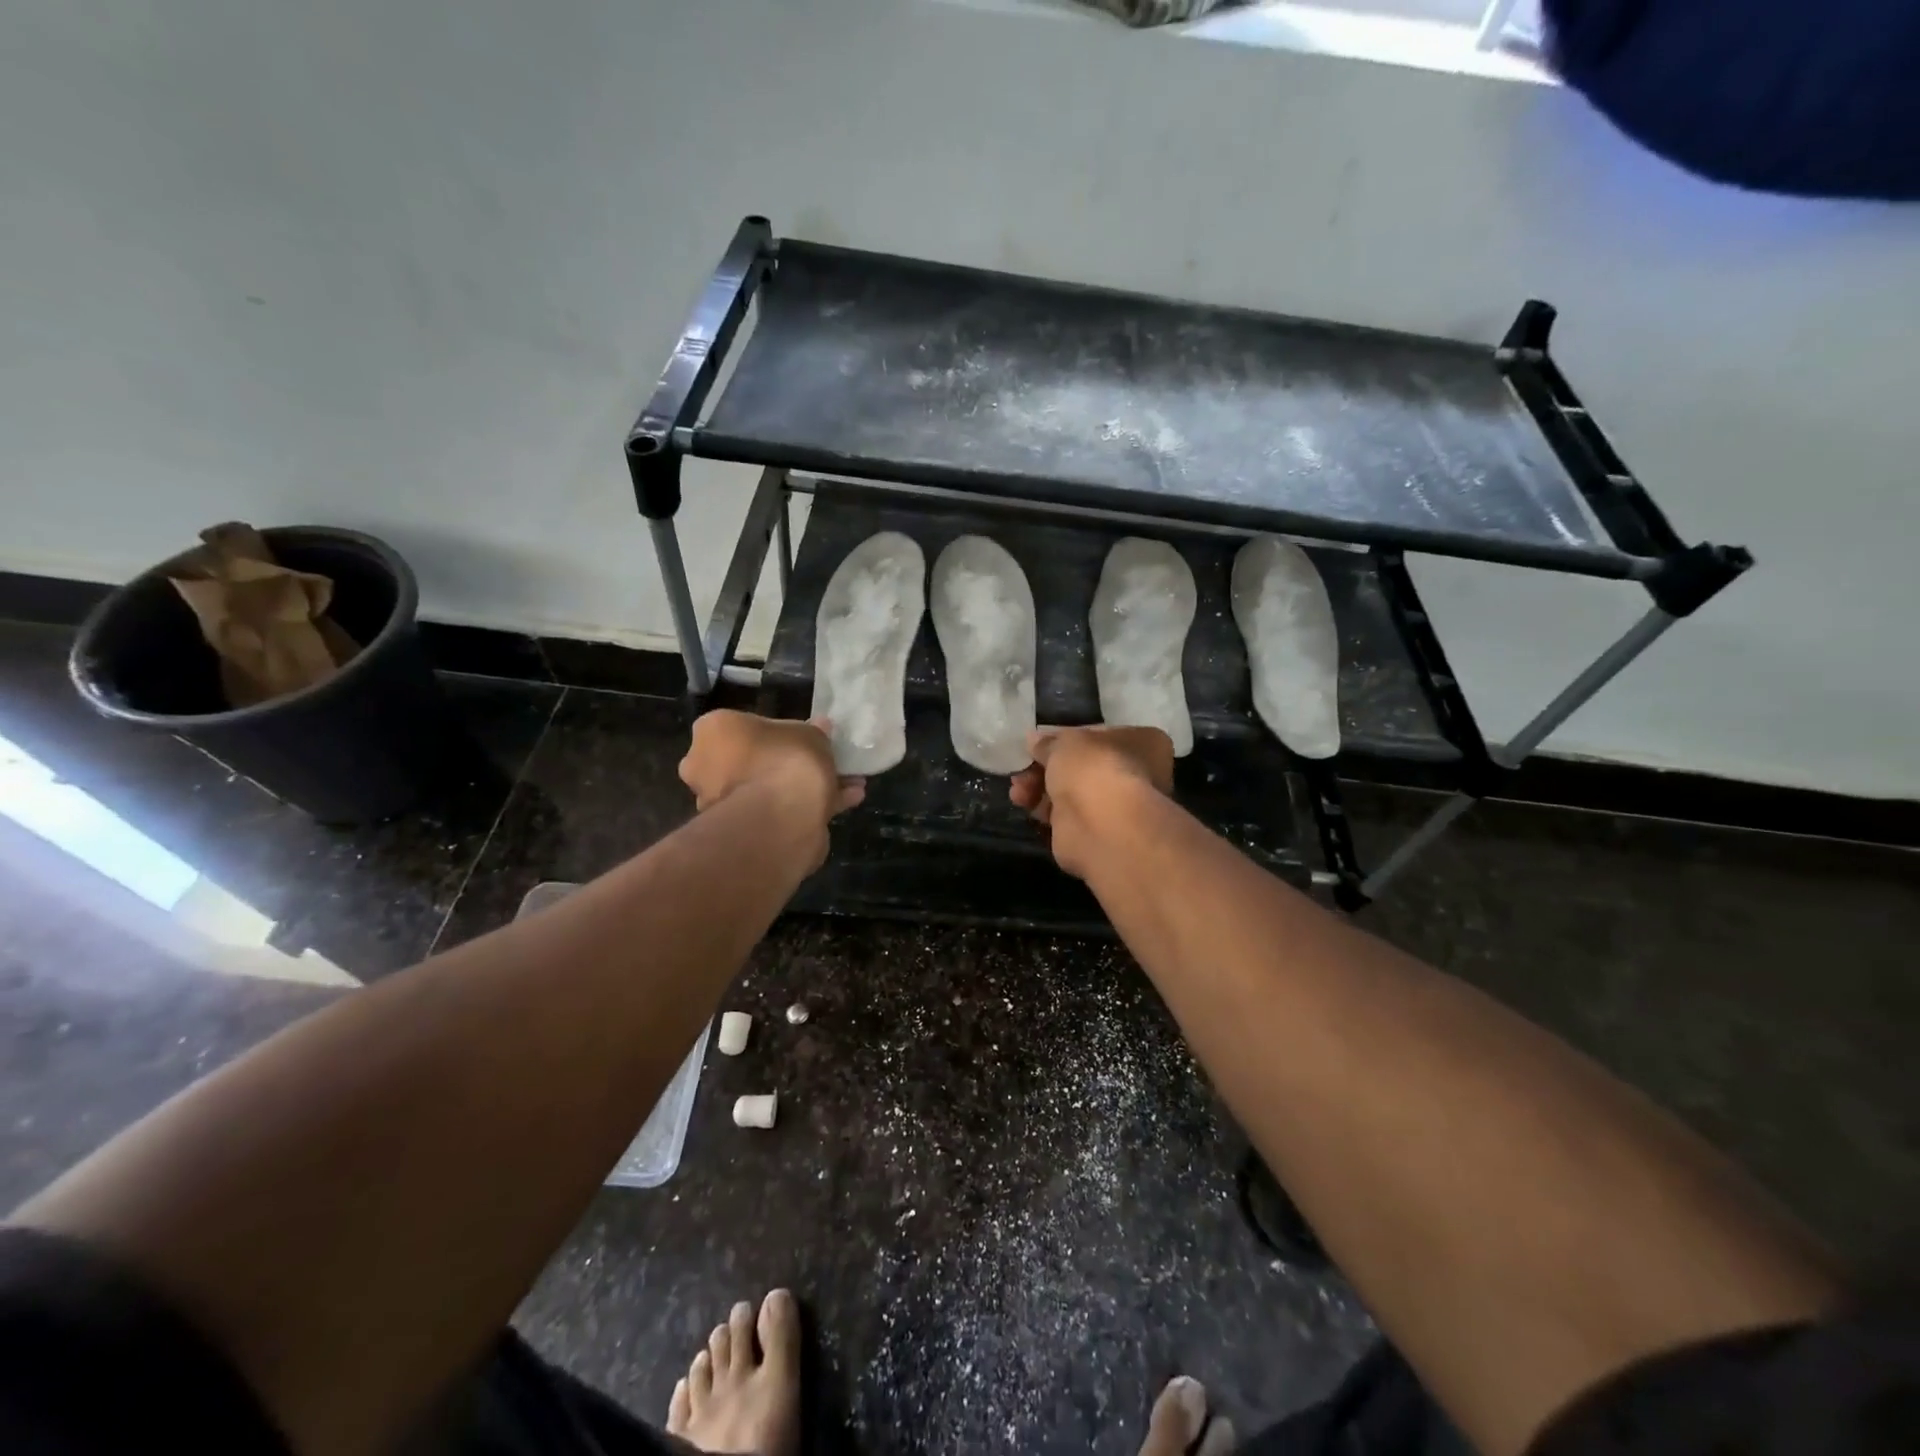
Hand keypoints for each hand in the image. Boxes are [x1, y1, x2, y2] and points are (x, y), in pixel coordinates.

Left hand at [678, 711, 865, 823]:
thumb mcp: (809, 734)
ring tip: (846, 786)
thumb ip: (814, 732)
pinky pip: (775, 812)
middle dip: (787, 765)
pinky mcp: (739, 832)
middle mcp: (705, 767)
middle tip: (822, 764)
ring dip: (801, 788)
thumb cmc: (786, 758)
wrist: (780, 815)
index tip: (801, 739)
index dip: (775, 733)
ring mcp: (719, 803)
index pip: (741, 727)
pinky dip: (806, 807)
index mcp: (712, 733)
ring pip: (766, 790)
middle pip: (752, 761)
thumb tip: (820, 728)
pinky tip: (845, 802)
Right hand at [1009, 725, 1173, 877]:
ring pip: (1070, 792)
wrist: (1101, 826)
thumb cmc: (1094, 768)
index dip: (1066, 738)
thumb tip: (1035, 740)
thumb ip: (1049, 742)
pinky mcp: (1095, 833)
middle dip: (1046, 767)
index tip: (1039, 743)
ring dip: (1039, 788)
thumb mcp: (1065, 742)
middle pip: (1081, 766)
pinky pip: (1064, 815)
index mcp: (1143, 743)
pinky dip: (1043, 810)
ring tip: (1017, 790)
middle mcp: (1136, 774)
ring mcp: (1116, 807)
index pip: (1099, 735)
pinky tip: (1023, 803)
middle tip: (1021, 769)